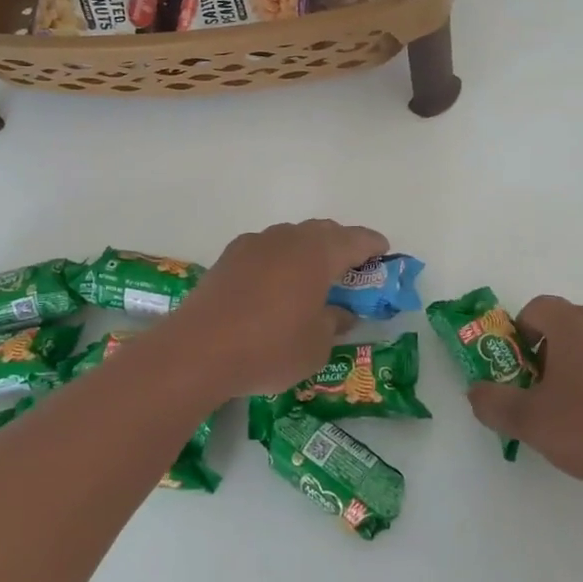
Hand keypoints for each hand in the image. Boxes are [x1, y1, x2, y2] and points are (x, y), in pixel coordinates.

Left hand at [160, 220, 387, 398]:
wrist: (198, 350)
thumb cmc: (270, 348)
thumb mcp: (316, 346)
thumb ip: (334, 323)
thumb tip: (340, 312)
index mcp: (317, 254)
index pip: (355, 240)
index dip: (373, 246)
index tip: (383, 254)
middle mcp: (288, 238)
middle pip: (323, 231)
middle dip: (341, 245)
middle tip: (351, 269)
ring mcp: (255, 244)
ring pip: (292, 237)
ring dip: (308, 251)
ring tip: (312, 278)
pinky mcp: (229, 257)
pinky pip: (266, 249)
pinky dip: (280, 260)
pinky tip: (275, 285)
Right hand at [466, 296, 582, 502]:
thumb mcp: (530, 423)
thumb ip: (493, 402)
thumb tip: (476, 391)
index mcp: (573, 325)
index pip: (536, 308)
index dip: (521, 335)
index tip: (520, 371)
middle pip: (567, 324)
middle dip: (549, 351)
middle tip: (544, 393)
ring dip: (582, 365)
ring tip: (581, 411)